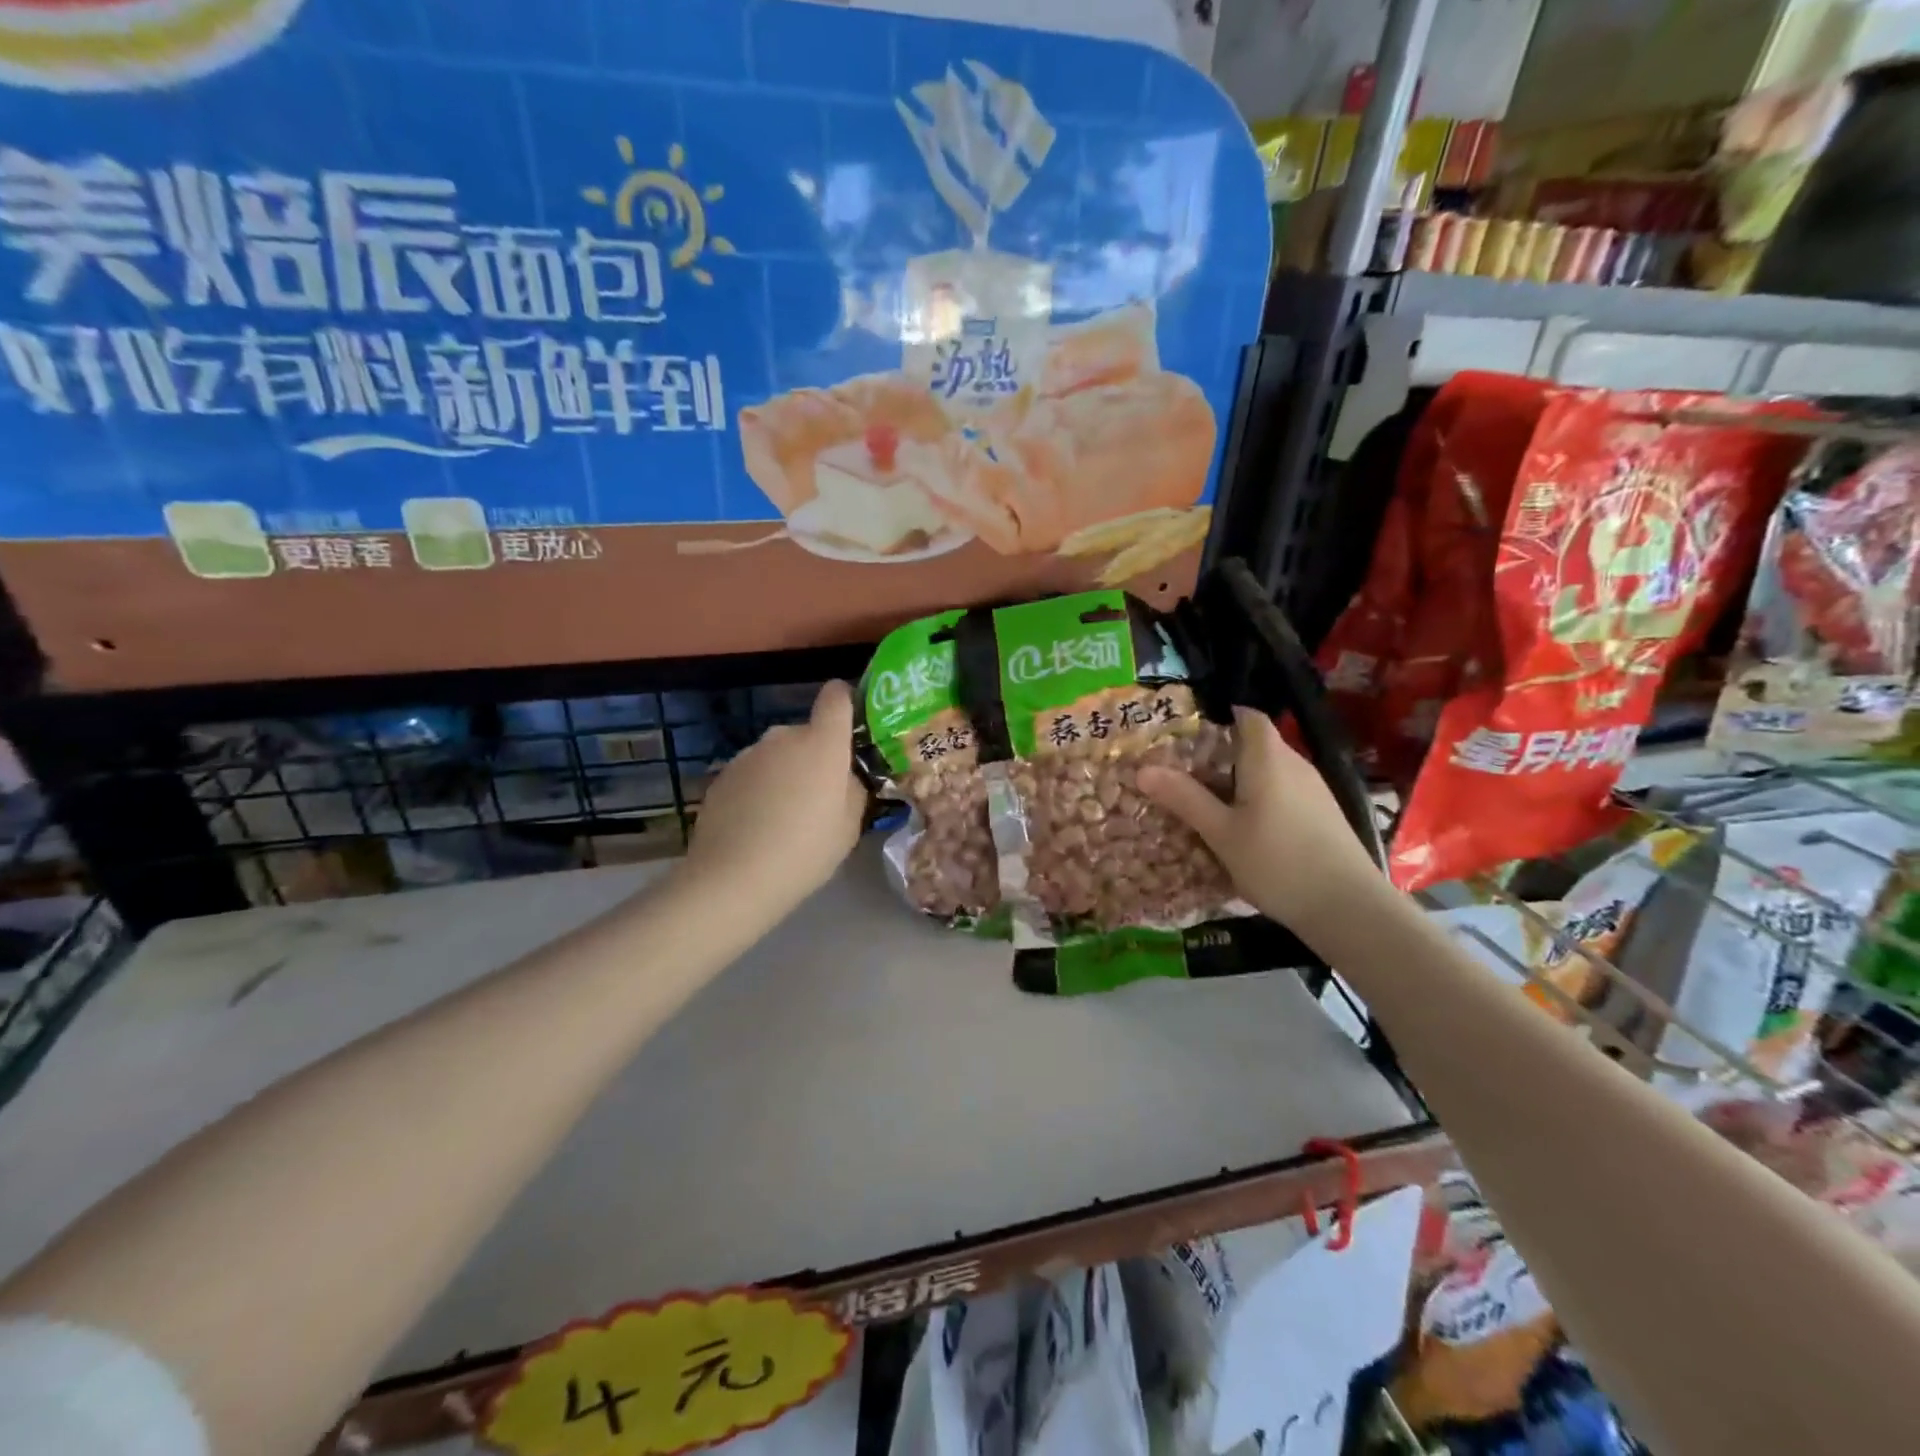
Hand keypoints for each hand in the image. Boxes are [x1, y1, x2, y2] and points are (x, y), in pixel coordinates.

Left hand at [683, 681, 867, 922]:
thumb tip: (845, 776)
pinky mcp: (722, 775)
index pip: (836, 697)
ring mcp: (748, 754)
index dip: (845, 701)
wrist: (733, 878)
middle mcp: (783, 737)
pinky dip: (759, 790)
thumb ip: (853, 790)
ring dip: (785, 774)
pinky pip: (752, 773)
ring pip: (777, 755)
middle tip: (819, 798)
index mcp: (822, 744)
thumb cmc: (805, 850)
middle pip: (806, 734)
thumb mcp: (849, 827)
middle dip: (815, 756)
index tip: (850, 723)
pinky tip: (756, 826)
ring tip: (784, 818)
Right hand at [1137, 707, 1383, 936]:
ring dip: (1241, 781)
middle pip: (1257, 744)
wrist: (1349, 908)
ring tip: (1209, 803)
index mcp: (1269, 758)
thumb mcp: (1221, 833)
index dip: (1220, 717)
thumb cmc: (1277, 862)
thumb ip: (1185, 798)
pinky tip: (1247, 829)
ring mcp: (1315, 791)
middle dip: (1222, 754)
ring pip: (1271, 772)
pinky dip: (1262, 800)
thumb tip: (1143, 769)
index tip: (1189, 734)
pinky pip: (1285, 793)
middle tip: (1185, 773)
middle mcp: (1296, 765)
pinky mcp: (1324, 815)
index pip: (1248, 716)